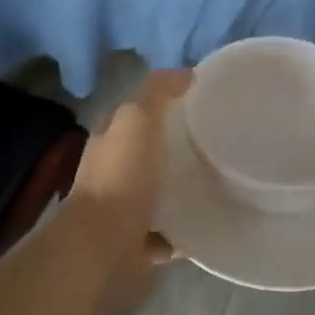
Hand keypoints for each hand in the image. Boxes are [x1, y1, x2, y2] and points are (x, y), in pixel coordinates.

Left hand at [64, 67, 192, 273]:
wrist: (102, 242)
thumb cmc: (122, 176)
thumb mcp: (140, 119)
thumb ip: (158, 92)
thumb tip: (185, 73)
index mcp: (109, 139)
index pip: (133, 113)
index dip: (160, 105)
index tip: (197, 105)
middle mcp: (109, 171)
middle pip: (144, 153)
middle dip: (171, 149)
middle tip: (212, 145)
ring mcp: (118, 209)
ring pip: (152, 193)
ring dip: (174, 190)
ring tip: (211, 185)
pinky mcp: (131, 242)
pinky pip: (160, 233)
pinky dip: (177, 231)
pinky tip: (200, 226)